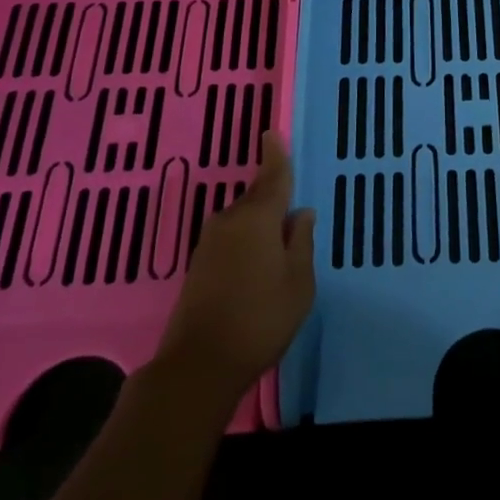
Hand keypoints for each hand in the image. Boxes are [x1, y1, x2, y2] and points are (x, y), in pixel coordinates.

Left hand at [153, 132, 313, 405]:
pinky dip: (247, 240)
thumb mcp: (299, 282)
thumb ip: (301, 242)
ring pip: (243, 219)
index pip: (273, 177)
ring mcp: (209, 243)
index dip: (276, 155)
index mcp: (258, 218)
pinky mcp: (198, 264)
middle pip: (257, 198)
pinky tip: (258, 262)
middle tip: (293, 212)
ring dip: (261, 224)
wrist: (198, 365)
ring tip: (280, 244)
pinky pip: (231, 237)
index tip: (272, 133)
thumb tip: (299, 214)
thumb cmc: (260, 319)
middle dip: (274, 198)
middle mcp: (230, 221)